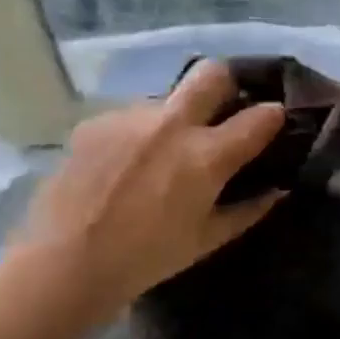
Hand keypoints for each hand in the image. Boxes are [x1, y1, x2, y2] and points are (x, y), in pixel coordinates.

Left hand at [9, 60, 285, 328]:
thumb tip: (278, 189)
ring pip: (168, 98)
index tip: (271, 124)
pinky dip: (139, 133)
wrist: (61, 266)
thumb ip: (250, 210)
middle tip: (223, 111)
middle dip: (228, 84)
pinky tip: (125, 163)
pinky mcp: (96, 122)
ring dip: (176, 117)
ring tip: (160, 152)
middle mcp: (173, 124)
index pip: (262, 115)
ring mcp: (130, 118)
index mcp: (207, 155)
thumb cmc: (146, 259)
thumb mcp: (207, 240)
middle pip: (213, 72)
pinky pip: (131, 117)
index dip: (274, 116)